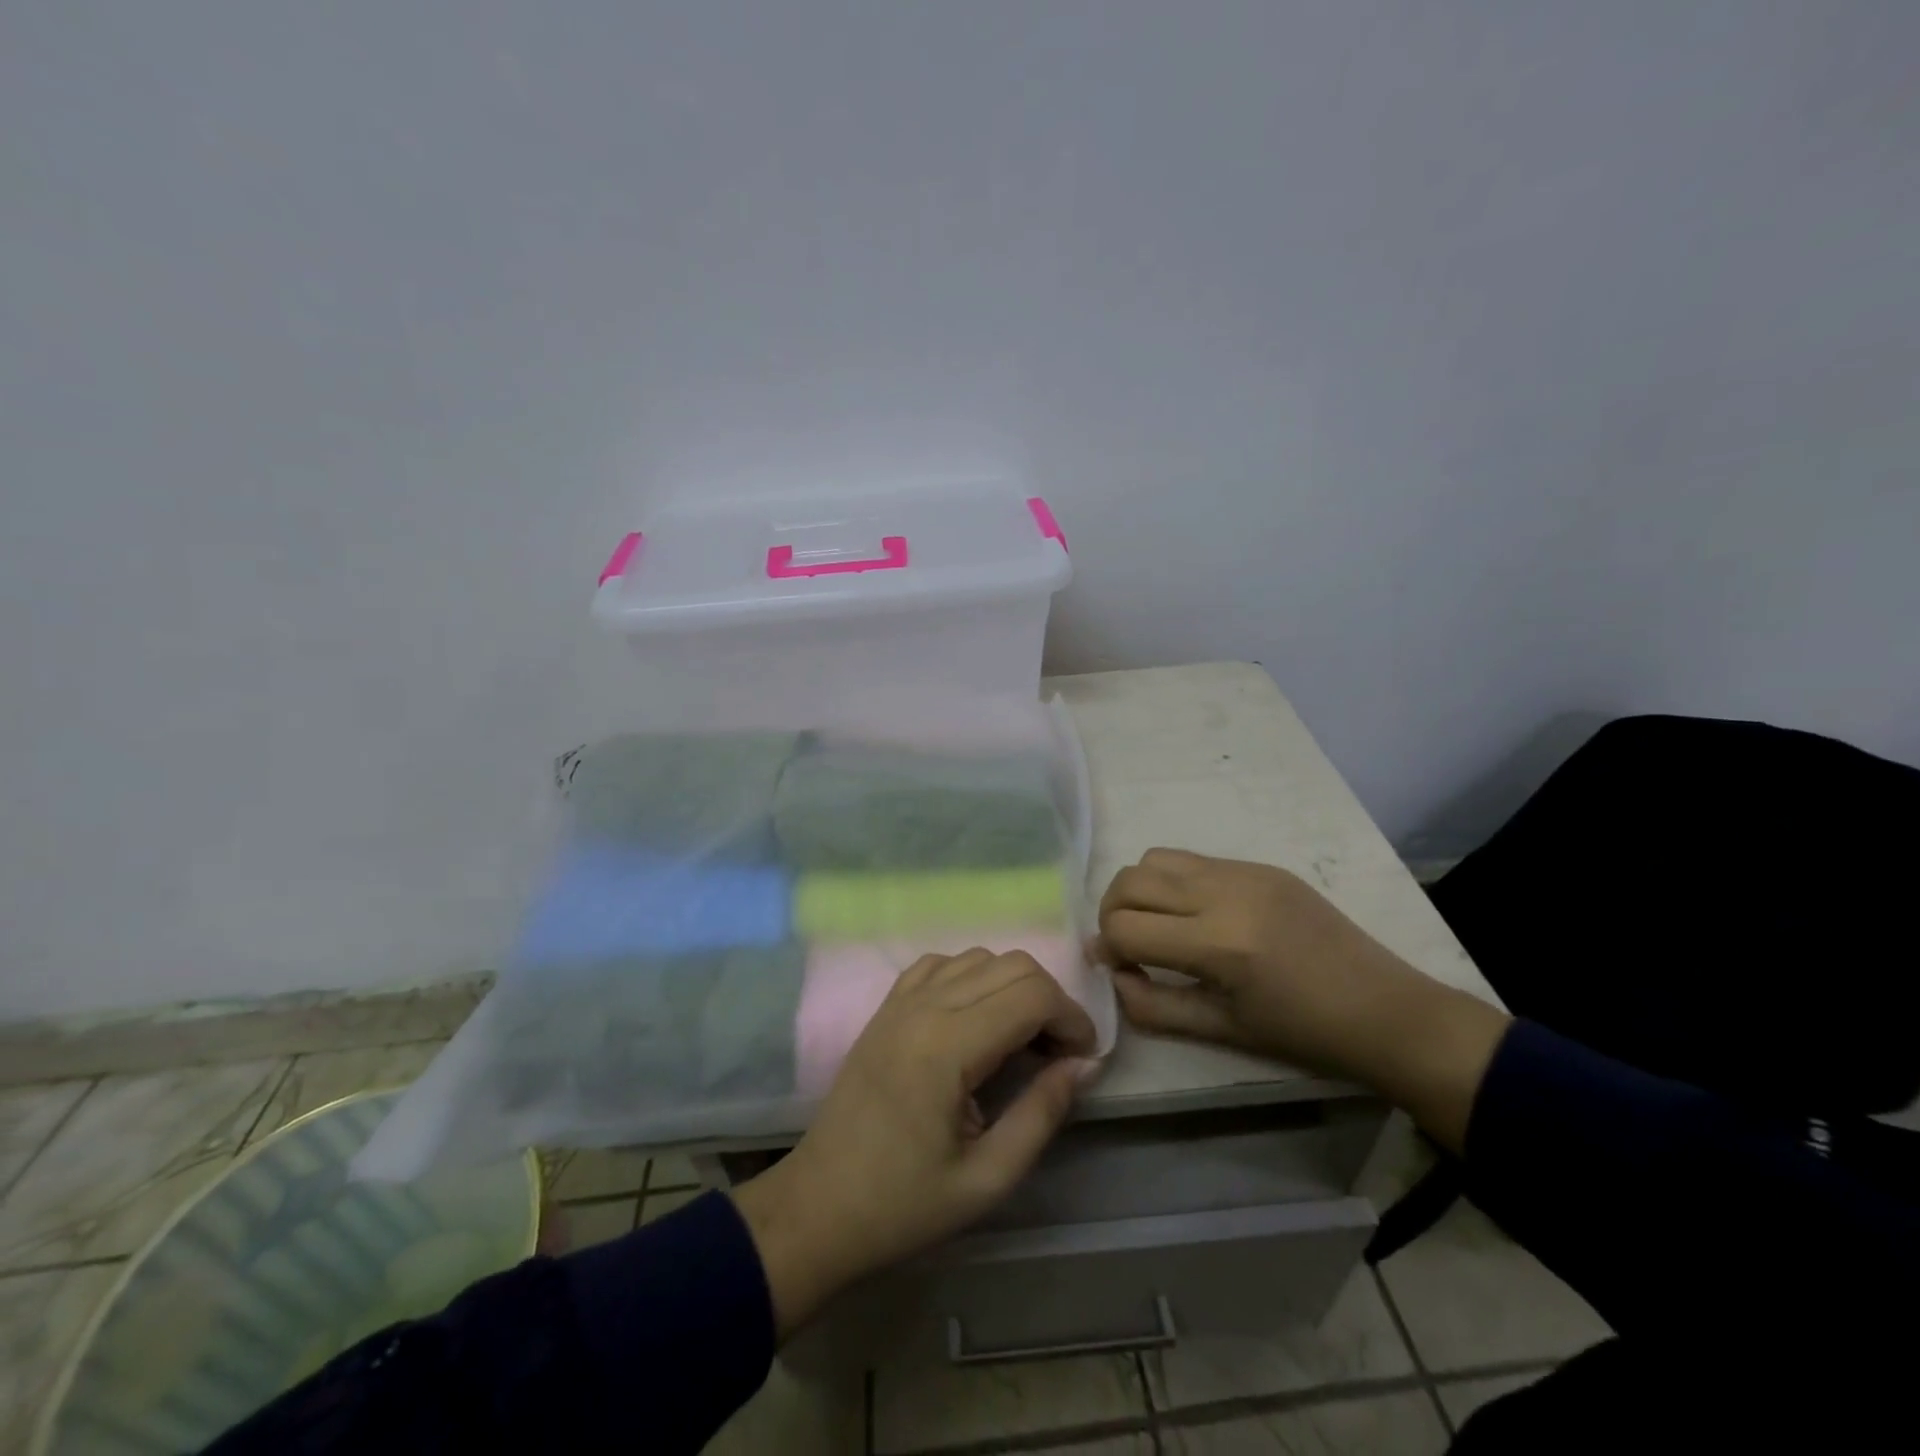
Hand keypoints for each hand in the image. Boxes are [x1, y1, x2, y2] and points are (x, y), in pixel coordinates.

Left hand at [730, 948, 1098, 1338]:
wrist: (819, 1206)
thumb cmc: (902, 1204)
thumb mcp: (987, 1179)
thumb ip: (1041, 1114)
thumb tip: (1084, 1064)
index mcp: (947, 1046)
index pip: (1032, 994)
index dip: (1072, 1018)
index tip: (1083, 1059)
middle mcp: (924, 1006)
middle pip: (1012, 964)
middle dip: (1050, 1000)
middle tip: (1057, 1053)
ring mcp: (900, 1000)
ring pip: (979, 957)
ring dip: (1013, 987)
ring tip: (1019, 1040)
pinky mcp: (886, 1006)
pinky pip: (941, 965)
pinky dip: (972, 978)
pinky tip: (975, 1020)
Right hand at [1098, 849, 1508, 1152]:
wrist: (1386, 1010)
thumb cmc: (1305, 1035)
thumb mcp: (1223, 1031)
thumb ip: (1154, 1006)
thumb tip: (1113, 976)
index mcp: (1218, 945)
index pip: (1125, 929)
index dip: (1107, 950)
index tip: (1116, 968)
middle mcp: (1224, 894)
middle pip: (1130, 881)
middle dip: (1111, 912)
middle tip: (1127, 944)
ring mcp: (1244, 872)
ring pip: (1155, 858)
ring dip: (1140, 890)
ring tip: (1158, 924)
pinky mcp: (1261, 865)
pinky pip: (1194, 859)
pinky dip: (1175, 882)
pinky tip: (1196, 914)